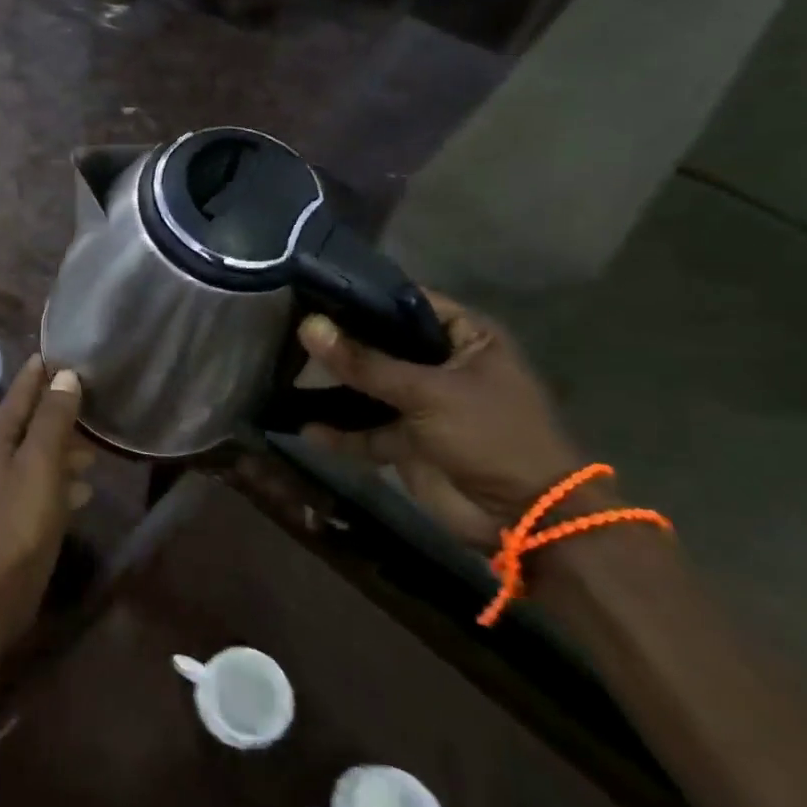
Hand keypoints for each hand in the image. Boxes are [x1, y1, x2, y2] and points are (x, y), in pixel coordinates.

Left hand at [0, 357, 90, 647]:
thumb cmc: (22, 519)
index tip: (52, 354)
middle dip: (53, 412)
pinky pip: (38, 486)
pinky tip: (83, 488)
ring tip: (91, 449)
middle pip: (25, 426)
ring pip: (34, 457)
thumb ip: (53, 419)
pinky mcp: (10, 518)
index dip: (34, 376)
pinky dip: (59, 480)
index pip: (16, 398)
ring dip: (60, 449)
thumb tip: (65, 376)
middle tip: (83, 399)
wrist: (1, 590)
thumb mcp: (42, 463)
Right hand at [298, 292, 585, 547]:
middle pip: (382, 345)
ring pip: (368, 388)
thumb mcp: (427, 392)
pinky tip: (304, 426)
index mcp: (466, 339)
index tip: (314, 290)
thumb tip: (308, 326)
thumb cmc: (490, 435)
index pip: (408, 304)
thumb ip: (365, 362)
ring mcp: (421, 405)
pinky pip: (364, 431)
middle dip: (339, 341)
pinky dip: (337, 432)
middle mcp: (441, 366)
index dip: (365, 297)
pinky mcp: (405, 441)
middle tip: (287, 326)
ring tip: (284, 370)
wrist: (523, 516)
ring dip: (333, 386)